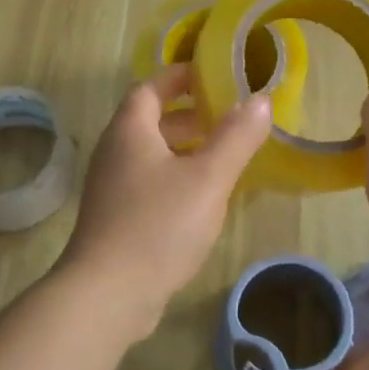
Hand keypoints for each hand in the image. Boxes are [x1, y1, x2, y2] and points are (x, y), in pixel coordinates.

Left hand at [58, 65, 271, 337]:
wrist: (107, 295)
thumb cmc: (158, 225)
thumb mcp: (208, 178)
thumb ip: (236, 137)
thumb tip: (261, 99)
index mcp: (130, 131)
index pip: (151, 87)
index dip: (180, 77)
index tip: (212, 75)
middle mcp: (114, 152)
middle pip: (149, 120)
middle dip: (188, 114)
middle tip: (226, 118)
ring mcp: (110, 187)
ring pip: (150, 154)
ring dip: (183, 148)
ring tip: (221, 156)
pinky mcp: (114, 218)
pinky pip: (147, 182)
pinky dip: (174, 177)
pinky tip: (201, 199)